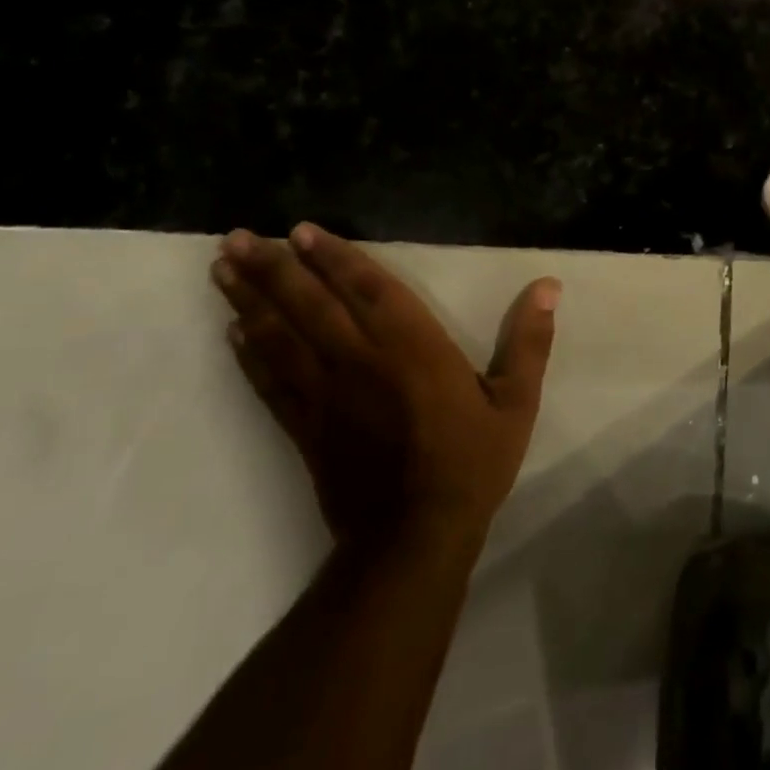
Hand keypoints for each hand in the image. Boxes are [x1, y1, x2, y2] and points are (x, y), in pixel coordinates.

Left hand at [211, 223, 560, 549]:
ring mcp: (325, 397)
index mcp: (413, 348)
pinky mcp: (304, 429)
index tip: (302, 230)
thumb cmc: (471, 463)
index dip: (336, 258)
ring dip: (248, 301)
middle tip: (236, 238)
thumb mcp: (516, 401)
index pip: (369, 290)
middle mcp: (361, 362)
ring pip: (279, 339)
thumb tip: (549, 285)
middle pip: (309, 306)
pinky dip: (248, 356)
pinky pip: (269, 384)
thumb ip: (529, 341)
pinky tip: (231, 334)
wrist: (414, 538)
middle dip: (273, 269)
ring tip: (221, 269)